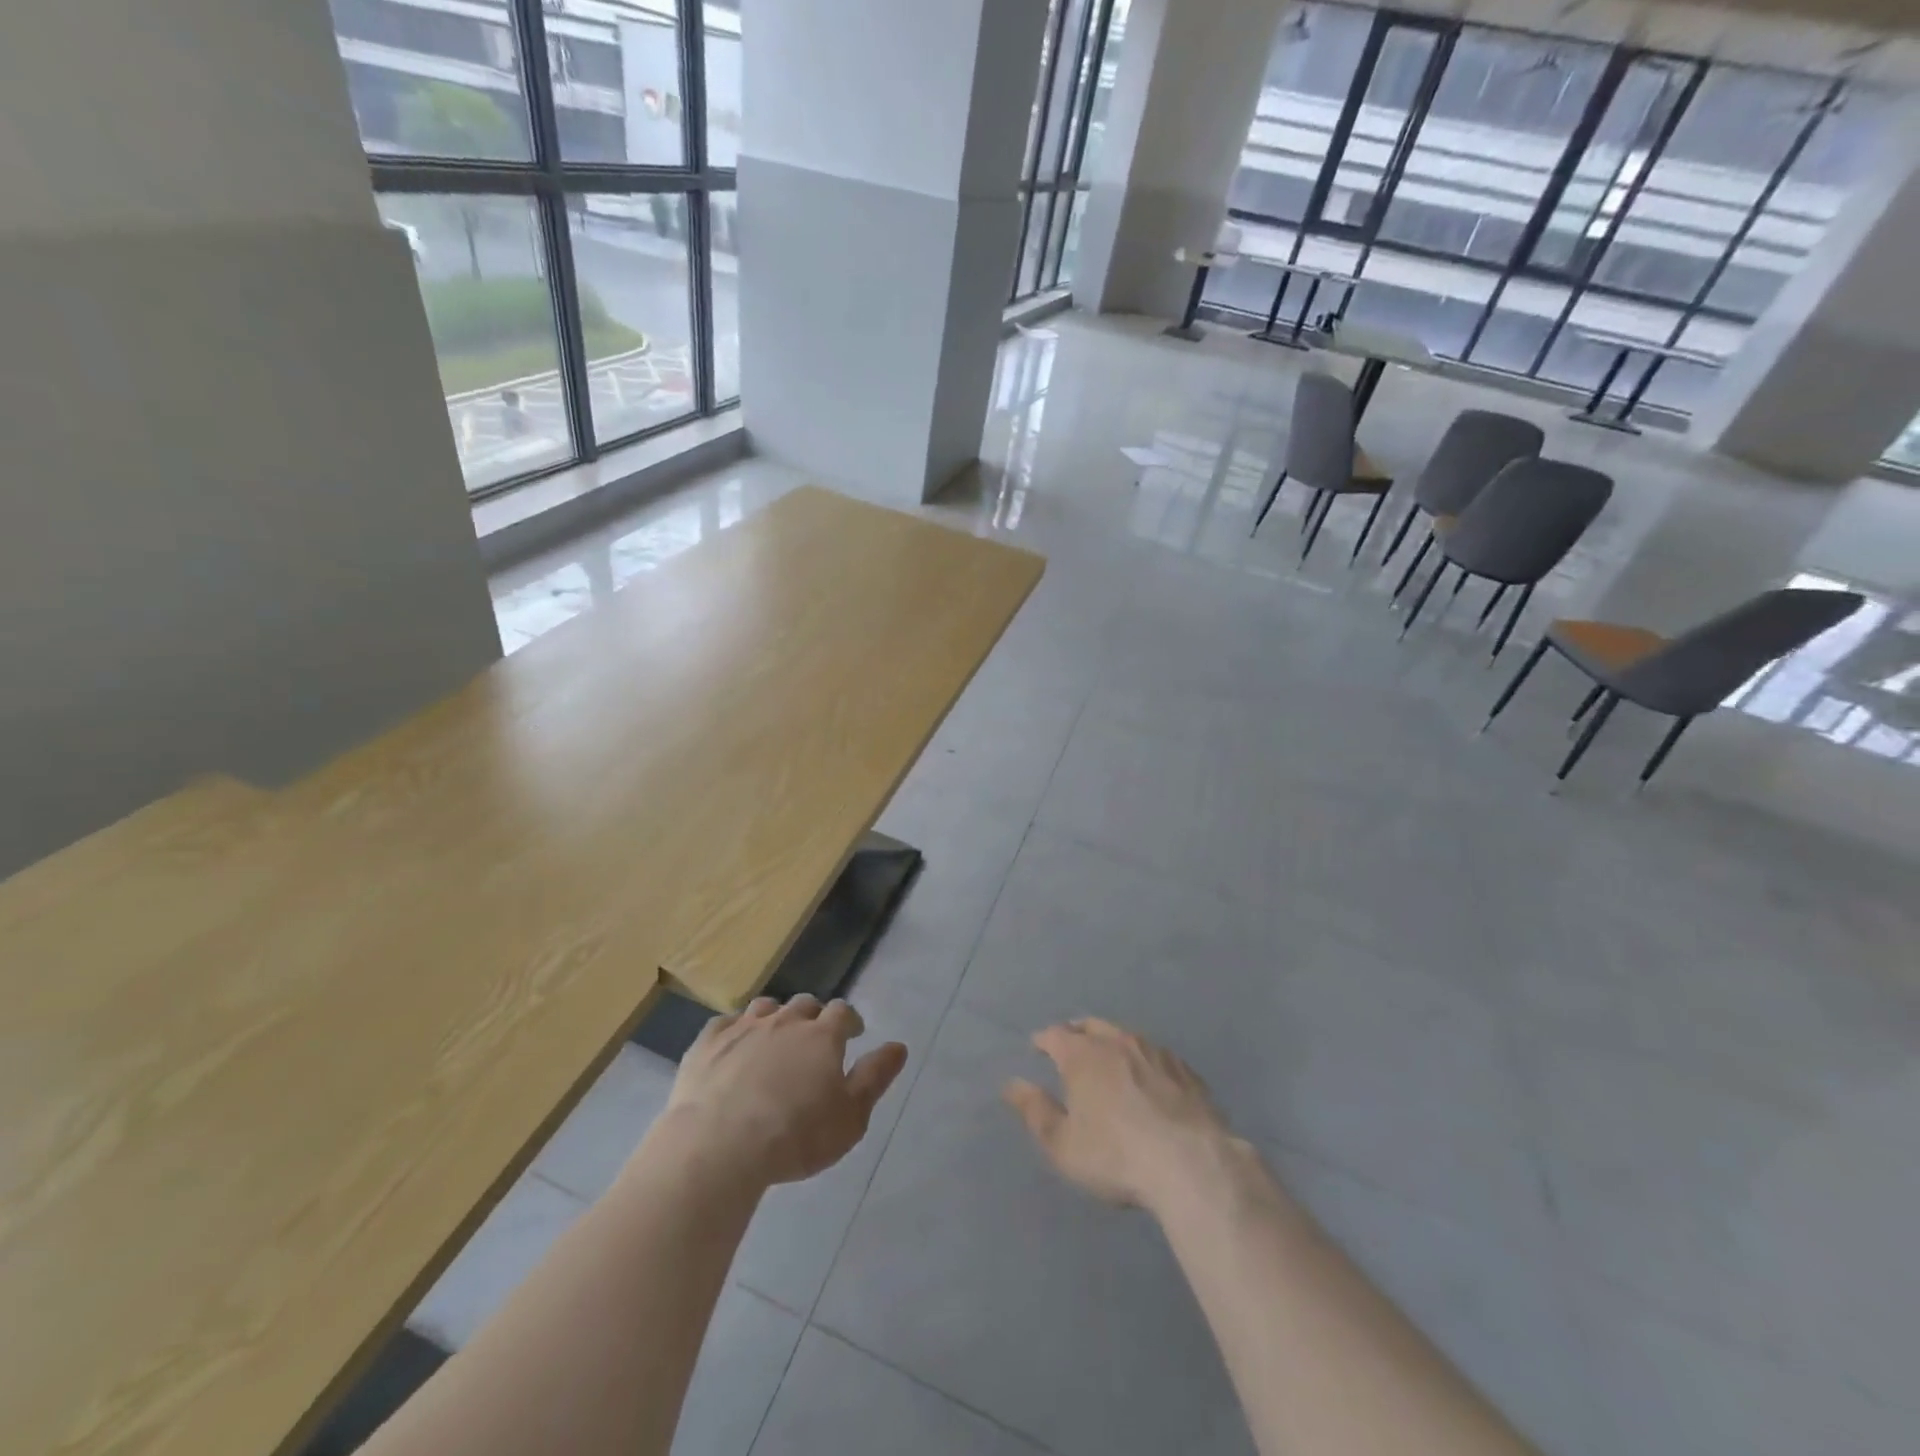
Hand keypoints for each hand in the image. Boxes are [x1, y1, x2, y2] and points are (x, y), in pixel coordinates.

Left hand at [664, 994, 907, 1186]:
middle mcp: (785, 1021)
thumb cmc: (795, 1136)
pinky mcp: (707, 1043)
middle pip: (804, 1005)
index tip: (852, 1035)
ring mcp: (743, 1028)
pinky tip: (733, 1048)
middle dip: (813, 1018)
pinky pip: (725, 1024)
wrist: (718, 1146)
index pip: (843, 1012)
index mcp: (822, 1035)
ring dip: (775, 1018)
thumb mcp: (850, 1117)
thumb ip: (875, 1077)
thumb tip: (898, 1046)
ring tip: (774, 1040)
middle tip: (813, 1041)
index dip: (849, 1021)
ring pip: (766, 1008)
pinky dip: (735, 1031)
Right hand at [1003, 1018, 1232, 1210]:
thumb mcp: (1063, 1145)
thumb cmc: (1116, 1156)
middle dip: (1076, 1032)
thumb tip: (1012, 1084)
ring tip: (1107, 1056)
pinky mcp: (1185, 1070)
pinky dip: (1143, 1059)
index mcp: (1083, 1055)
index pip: (1055, 1035)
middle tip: (1069, 1043)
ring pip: (1125, 1035)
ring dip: (1111, 1041)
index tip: (1037, 1046)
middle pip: (1091, 1025)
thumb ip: (1035, 1111)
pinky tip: (1148, 1075)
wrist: (1192, 1164)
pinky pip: (1155, 1054)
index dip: (1043, 1040)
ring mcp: (1155, 1052)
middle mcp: (1117, 1041)